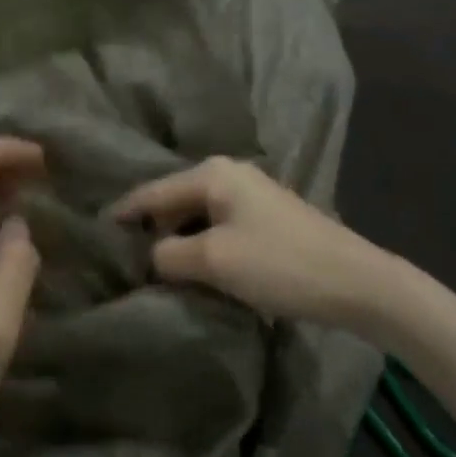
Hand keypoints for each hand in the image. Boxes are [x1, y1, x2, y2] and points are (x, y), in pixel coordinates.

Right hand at [111, 156, 408, 329]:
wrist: (359, 284)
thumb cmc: (280, 264)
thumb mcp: (214, 261)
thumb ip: (169, 255)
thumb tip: (150, 256)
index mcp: (212, 173)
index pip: (152, 192)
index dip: (124, 214)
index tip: (96, 232)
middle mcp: (228, 173)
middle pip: (173, 200)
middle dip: (151, 227)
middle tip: (124, 257)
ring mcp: (250, 194)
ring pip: (196, 214)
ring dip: (177, 239)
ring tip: (154, 266)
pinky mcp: (266, 217)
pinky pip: (217, 225)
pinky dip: (201, 243)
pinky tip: (194, 266)